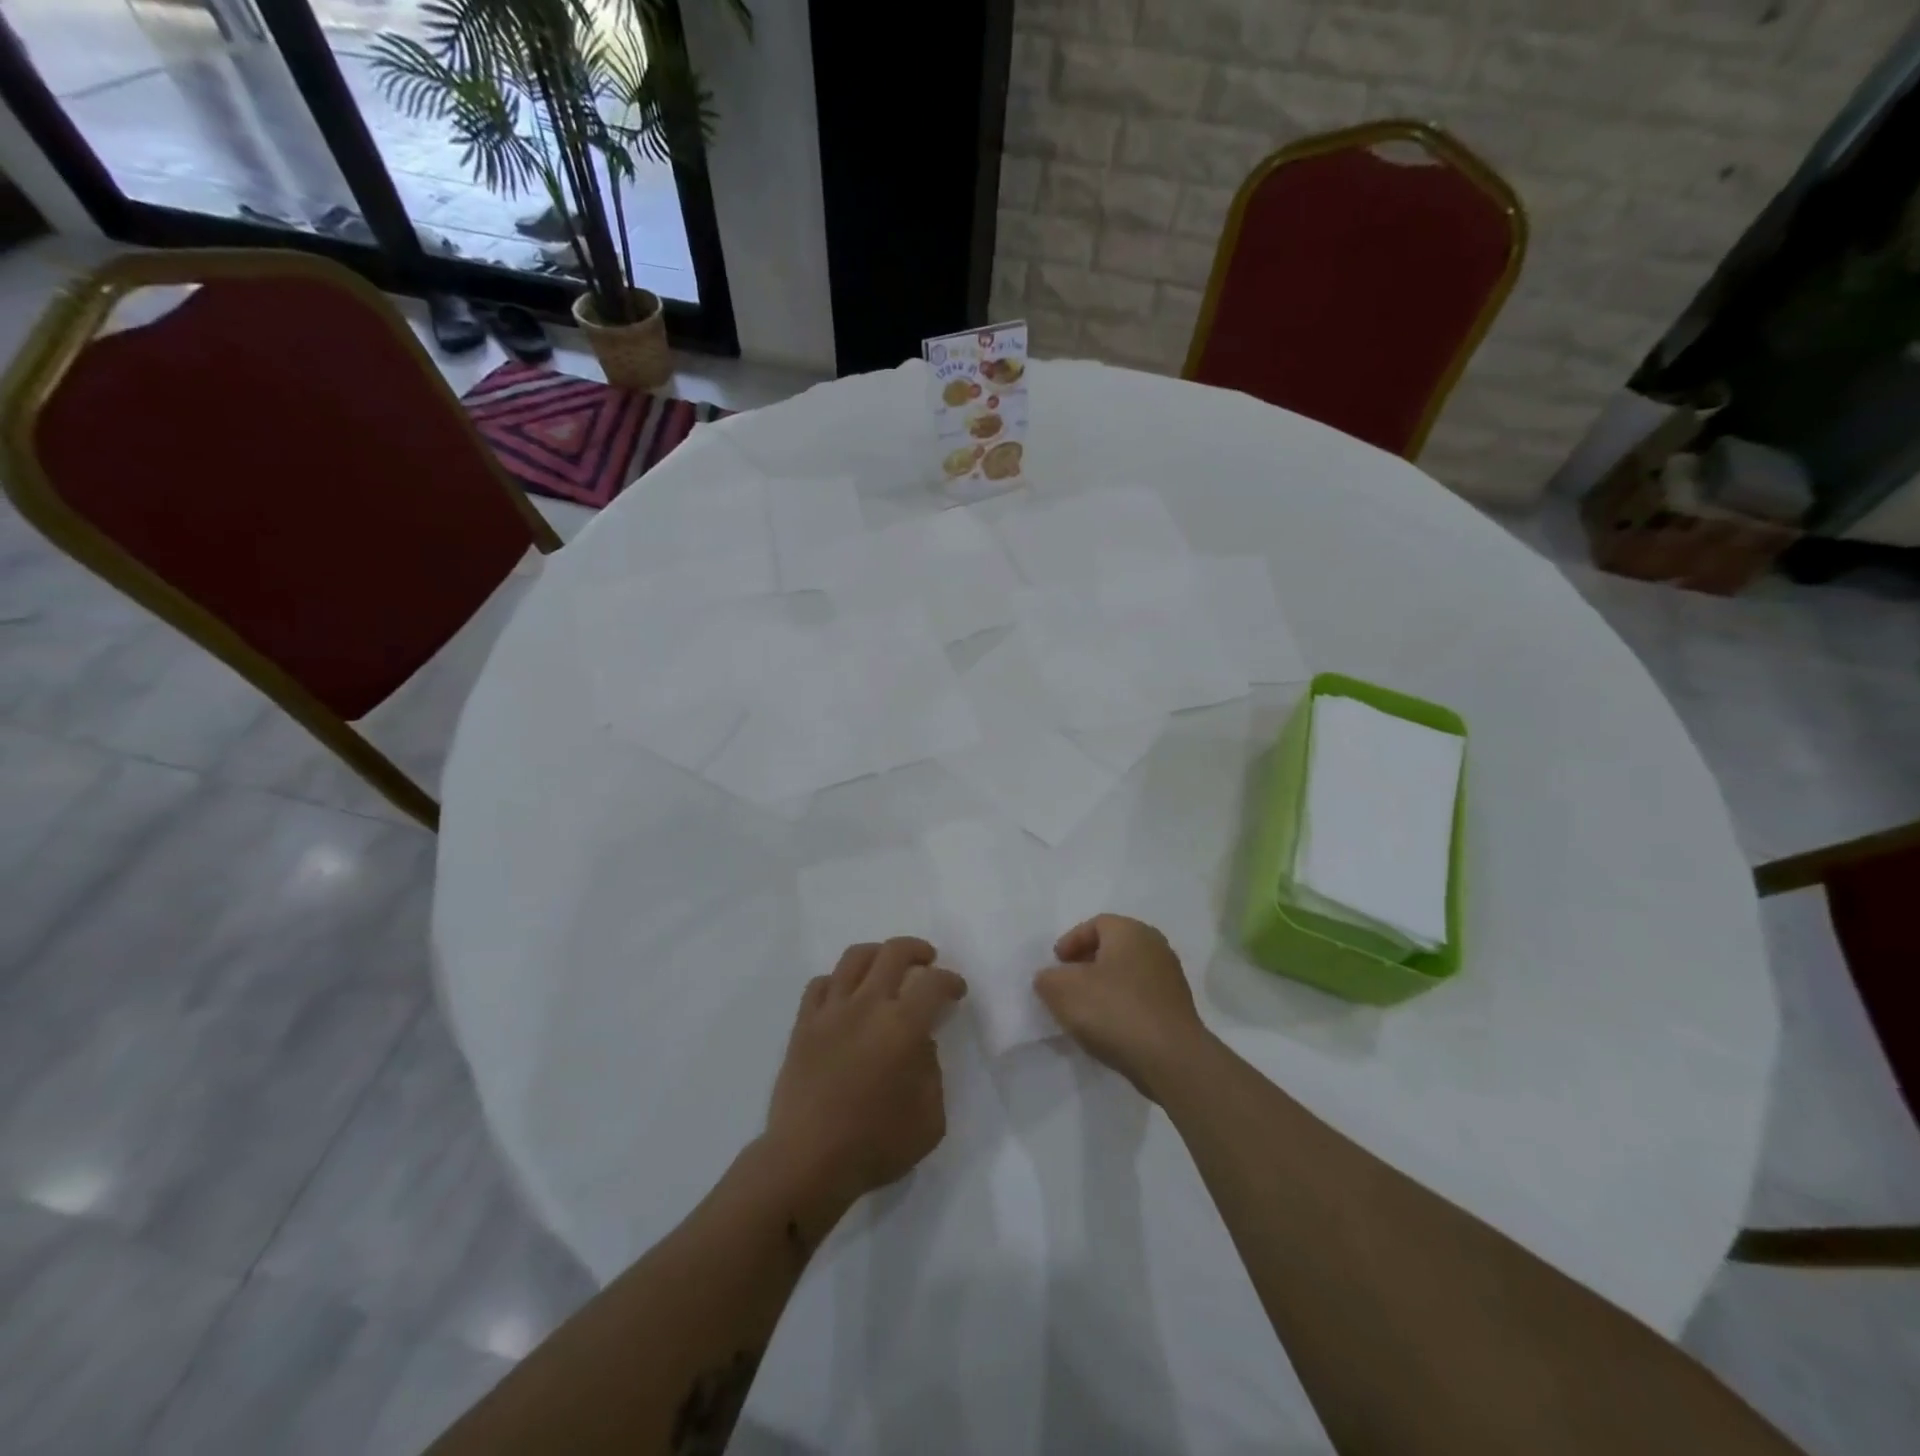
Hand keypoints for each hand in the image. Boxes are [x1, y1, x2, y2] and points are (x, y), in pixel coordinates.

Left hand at [766, 937, 966, 1208]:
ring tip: (886, 966)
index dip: (951, 981)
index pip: (934, 983)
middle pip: (894, 952)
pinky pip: (820, 984)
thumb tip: (919, 1045)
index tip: (956, 991)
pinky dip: (838, 981)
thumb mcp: (930, 1119)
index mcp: (902, 1026)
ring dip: (877, 954)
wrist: (807, 1162)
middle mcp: (867, 1005)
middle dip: (917, 950)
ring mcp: (830, 1011)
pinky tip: (846, 994)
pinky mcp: (803, 1025)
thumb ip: (932, 1072)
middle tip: (927, 961)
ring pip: (854, 958)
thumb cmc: (875, 1145)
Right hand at [1034, 915, 1211, 1098]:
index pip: (1096, 924)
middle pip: (1113, 947)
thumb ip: (1048, 978)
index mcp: (1130, 931)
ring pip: (1127, 973)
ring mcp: (1170, 978)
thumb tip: (1050, 978)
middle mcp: (1155, 946)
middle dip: (1087, 963)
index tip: (1056, 964)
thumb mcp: (1063, 990)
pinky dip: (1122, 1005)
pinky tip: (1109, 1027)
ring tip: (1085, 1010)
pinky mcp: (1177, 1009)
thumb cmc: (1114, 1011)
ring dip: (1105, 986)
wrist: (1171, 1059)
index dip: (1071, 941)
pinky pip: (1141, 997)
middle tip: (1068, 983)